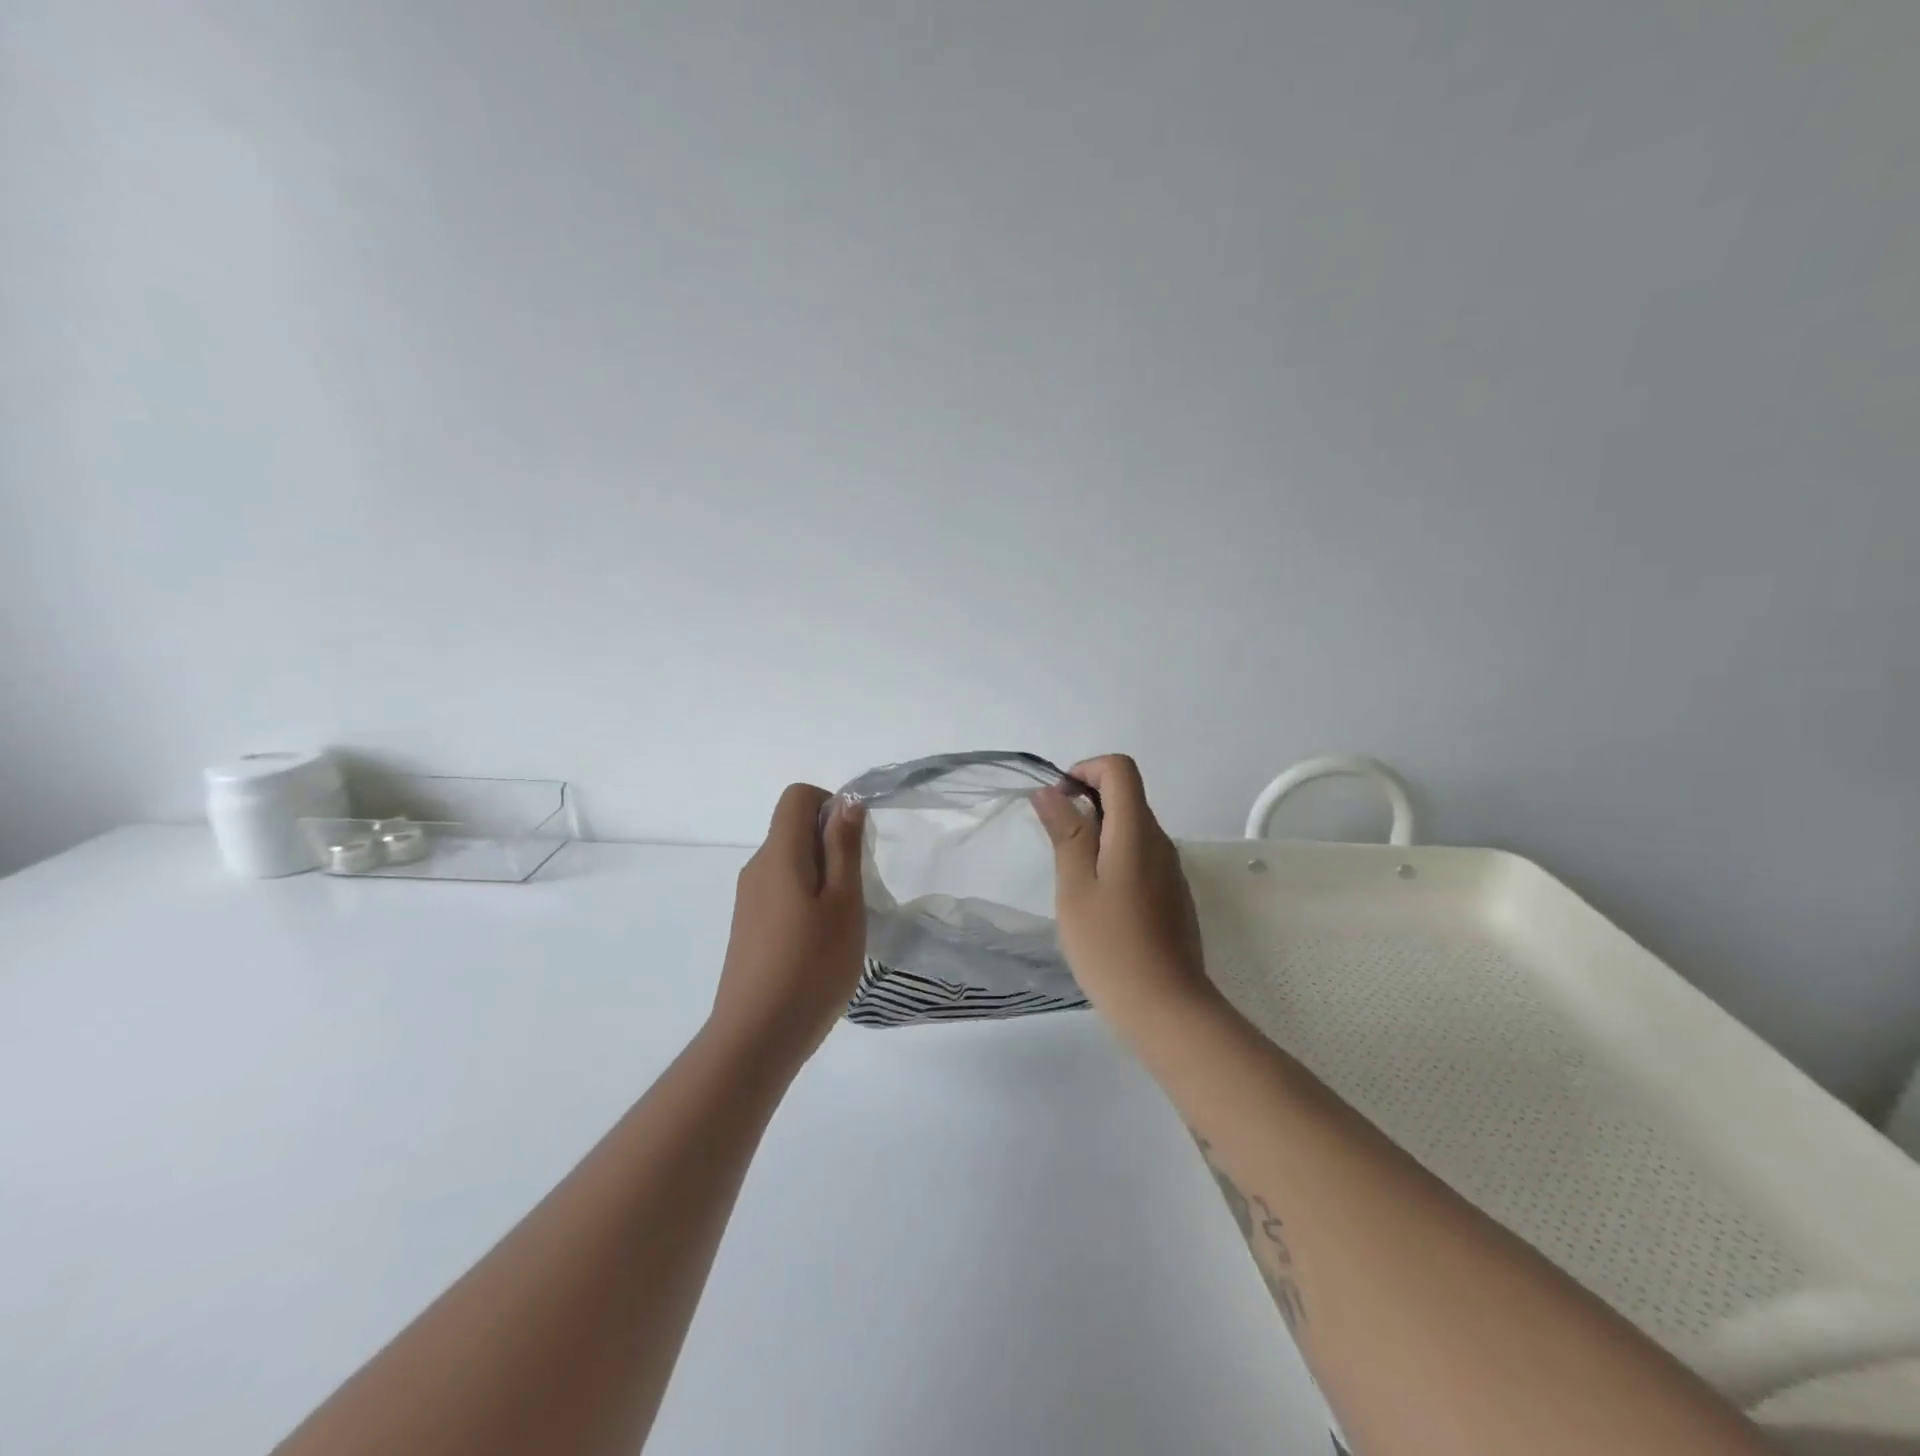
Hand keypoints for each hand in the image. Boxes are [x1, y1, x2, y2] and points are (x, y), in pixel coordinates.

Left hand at [709, 784, 867, 1068]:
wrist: (757, 1037)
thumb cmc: (811, 965)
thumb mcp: (844, 902)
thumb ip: (844, 847)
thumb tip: (846, 801)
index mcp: (778, 855)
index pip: (798, 797)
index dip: (831, 806)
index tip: (855, 845)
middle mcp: (756, 868)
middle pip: (794, 830)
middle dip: (831, 845)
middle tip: (857, 890)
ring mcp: (748, 900)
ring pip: (790, 864)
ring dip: (822, 877)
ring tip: (842, 922)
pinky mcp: (748, 928)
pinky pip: (781, 893)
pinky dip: (806, 901)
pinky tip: (820, 944)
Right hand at [1033, 755, 1217, 1030]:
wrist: (1167, 1009)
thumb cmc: (1111, 946)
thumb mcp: (1075, 886)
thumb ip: (1066, 832)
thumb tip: (1050, 791)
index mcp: (1137, 832)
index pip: (1119, 769)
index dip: (1085, 770)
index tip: (1058, 802)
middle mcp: (1161, 842)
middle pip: (1126, 796)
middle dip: (1086, 802)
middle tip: (1057, 844)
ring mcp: (1171, 870)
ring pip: (1132, 828)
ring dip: (1098, 833)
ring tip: (1072, 878)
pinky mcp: (1173, 895)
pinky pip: (1141, 856)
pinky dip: (1114, 858)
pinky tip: (1098, 902)